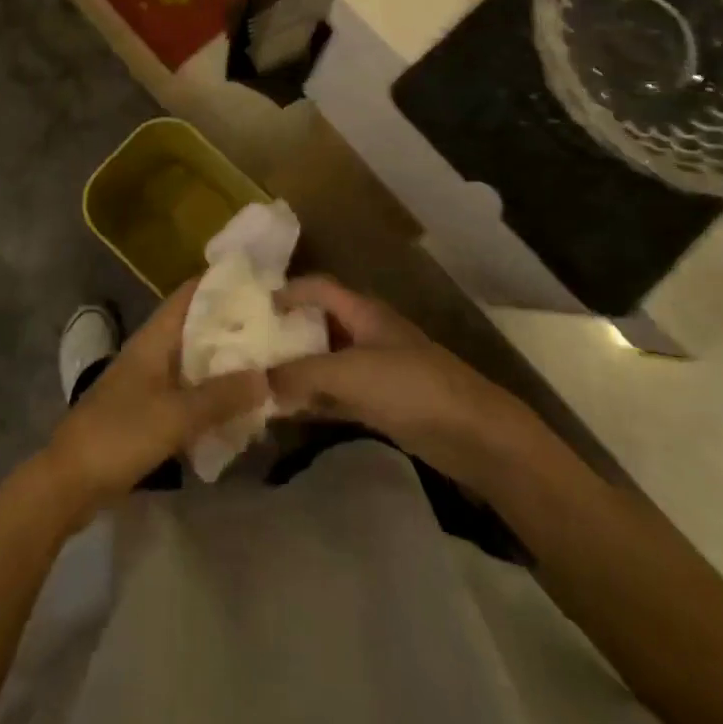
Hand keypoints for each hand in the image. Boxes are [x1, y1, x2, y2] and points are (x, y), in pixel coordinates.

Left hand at [40, 278, 267, 519]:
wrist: (68, 482)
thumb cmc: (119, 435)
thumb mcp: (175, 416)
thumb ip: (221, 396)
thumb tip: (266, 376)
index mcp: (155, 338)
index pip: (191, 294)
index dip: (223, 282)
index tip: (261, 282)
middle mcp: (153, 351)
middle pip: (198, 326)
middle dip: (233, 325)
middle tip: (276, 326)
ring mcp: (149, 380)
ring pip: (195, 360)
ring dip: (225, 361)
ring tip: (266, 362)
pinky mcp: (149, 410)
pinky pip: (189, 390)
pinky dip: (212, 392)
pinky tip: (238, 405)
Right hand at [268, 276, 527, 492]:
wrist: (474, 435)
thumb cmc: (411, 387)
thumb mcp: (350, 374)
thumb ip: (302, 374)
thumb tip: (259, 380)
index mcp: (363, 312)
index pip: (319, 288)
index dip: (288, 292)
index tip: (253, 309)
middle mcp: (366, 334)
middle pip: (319, 325)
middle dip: (286, 335)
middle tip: (247, 350)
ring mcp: (375, 370)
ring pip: (326, 363)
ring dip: (297, 372)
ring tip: (259, 383)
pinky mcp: (382, 404)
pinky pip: (337, 395)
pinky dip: (314, 401)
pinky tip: (288, 414)